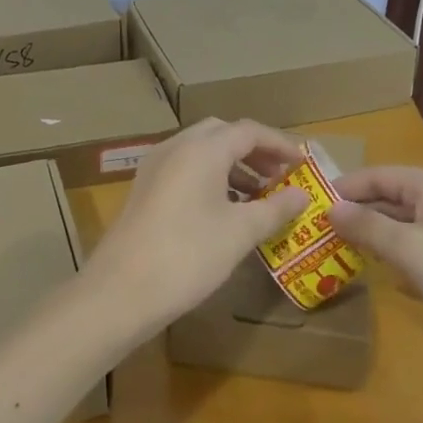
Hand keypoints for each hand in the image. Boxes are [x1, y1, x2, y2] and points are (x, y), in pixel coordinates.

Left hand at [80, 118, 309, 336]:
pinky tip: (224, 209)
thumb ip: (275, 208)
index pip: (249, 131)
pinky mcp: (144, 190)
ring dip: (232, 165)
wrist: (120, 291)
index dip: (279, 144)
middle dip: (254, 151)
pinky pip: (184, 169)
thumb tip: (301, 195)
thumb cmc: (188, 255)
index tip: (302, 164)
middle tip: (279, 175)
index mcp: (202, 149)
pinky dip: (210, 178)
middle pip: (222, 134)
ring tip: (258, 196)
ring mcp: (155, 167)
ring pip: (201, 151)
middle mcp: (176, 147)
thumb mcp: (240, 232)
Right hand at [328, 166, 422, 352]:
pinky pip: (414, 251)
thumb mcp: (409, 248)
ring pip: (400, 227)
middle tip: (314, 233)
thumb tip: (330, 208)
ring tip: (333, 252)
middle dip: (354, 215)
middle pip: (387, 200)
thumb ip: (367, 227)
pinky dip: (392, 258)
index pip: (376, 176)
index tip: (308, 206)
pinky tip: (374, 274)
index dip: (343, 188)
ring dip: (370, 238)